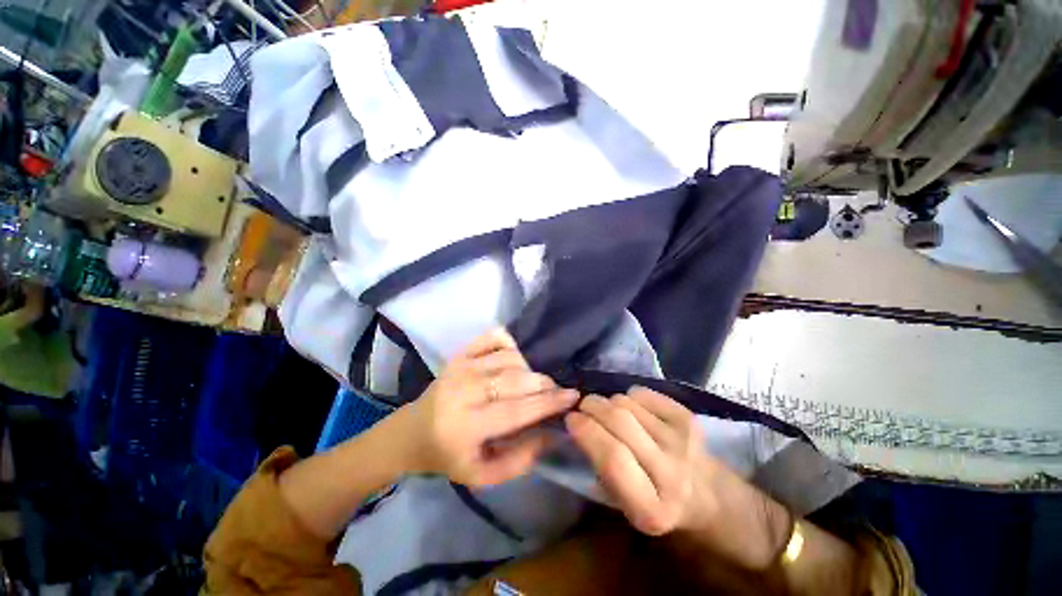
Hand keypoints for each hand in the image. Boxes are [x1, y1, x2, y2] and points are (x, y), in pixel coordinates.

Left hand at [399, 328, 578, 486]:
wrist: (412, 432)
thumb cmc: (449, 457)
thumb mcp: (482, 476)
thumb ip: (520, 461)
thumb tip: (552, 433)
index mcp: (465, 427)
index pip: (516, 411)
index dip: (548, 403)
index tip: (573, 396)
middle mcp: (463, 390)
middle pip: (515, 380)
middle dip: (544, 384)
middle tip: (556, 391)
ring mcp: (461, 366)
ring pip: (509, 357)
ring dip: (530, 368)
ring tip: (534, 382)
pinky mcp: (460, 353)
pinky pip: (493, 337)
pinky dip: (511, 343)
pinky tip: (516, 358)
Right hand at [565, 387, 723, 535]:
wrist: (710, 497)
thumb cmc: (656, 501)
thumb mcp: (624, 503)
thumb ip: (600, 467)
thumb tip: (577, 423)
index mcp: (651, 508)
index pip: (612, 458)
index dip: (587, 431)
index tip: (571, 418)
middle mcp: (671, 474)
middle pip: (620, 422)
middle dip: (592, 406)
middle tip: (583, 406)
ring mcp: (683, 442)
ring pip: (629, 403)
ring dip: (609, 401)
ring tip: (608, 411)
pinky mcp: (689, 419)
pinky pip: (643, 393)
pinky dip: (629, 396)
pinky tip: (632, 408)